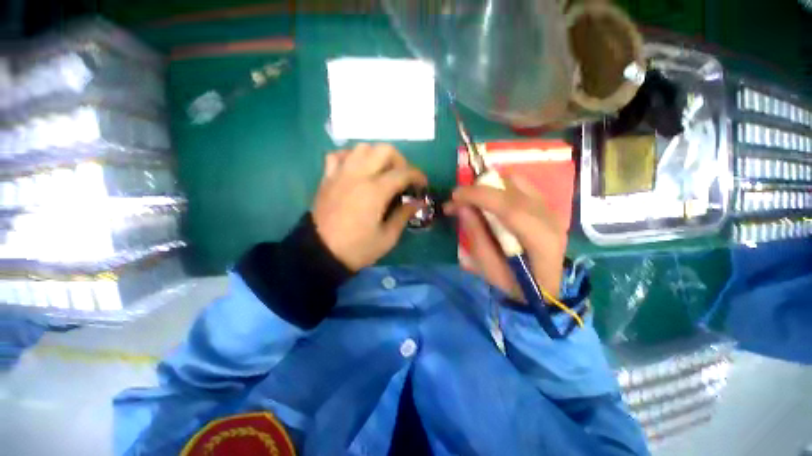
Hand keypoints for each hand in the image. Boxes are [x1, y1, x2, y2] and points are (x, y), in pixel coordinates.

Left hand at [313, 143, 427, 270]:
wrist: (320, 253)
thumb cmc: (357, 248)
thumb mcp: (387, 237)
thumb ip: (403, 215)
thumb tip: (416, 203)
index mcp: (375, 191)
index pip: (403, 172)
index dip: (418, 176)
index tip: (422, 184)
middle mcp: (359, 175)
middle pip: (384, 149)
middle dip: (400, 160)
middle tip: (402, 177)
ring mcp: (341, 174)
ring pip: (362, 147)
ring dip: (376, 156)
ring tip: (381, 172)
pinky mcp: (327, 177)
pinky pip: (339, 155)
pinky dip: (351, 157)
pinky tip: (356, 169)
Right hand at [445, 174, 565, 299]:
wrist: (546, 288)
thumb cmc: (515, 284)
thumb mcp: (489, 267)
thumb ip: (476, 235)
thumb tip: (462, 207)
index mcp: (539, 239)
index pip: (508, 207)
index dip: (478, 196)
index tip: (454, 196)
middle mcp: (549, 217)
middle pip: (512, 187)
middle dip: (479, 188)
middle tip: (458, 200)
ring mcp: (550, 209)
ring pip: (517, 181)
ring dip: (490, 186)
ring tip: (473, 200)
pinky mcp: (546, 206)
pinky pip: (520, 186)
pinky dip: (500, 188)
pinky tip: (489, 201)